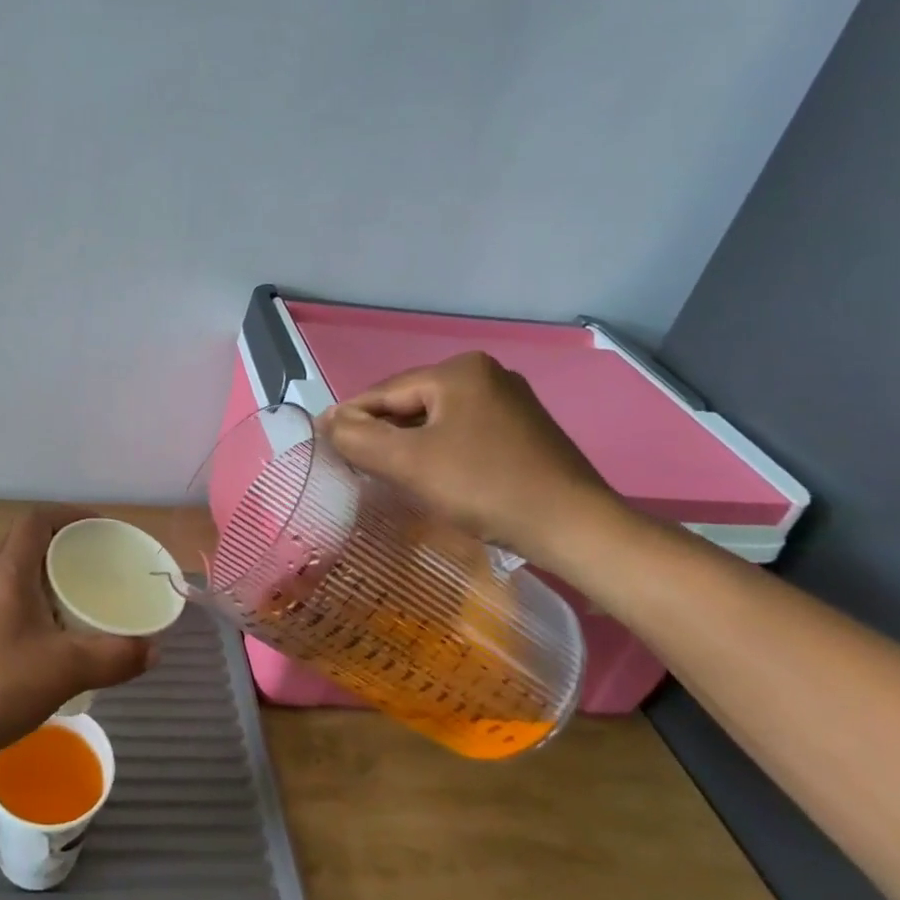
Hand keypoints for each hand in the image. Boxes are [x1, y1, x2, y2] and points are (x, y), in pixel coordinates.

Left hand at [0, 506, 155, 771]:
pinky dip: (31, 600)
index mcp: (8, 572)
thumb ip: (115, 657)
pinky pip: (4, 598)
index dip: (70, 514)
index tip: (102, 530)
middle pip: (25, 541)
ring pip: (13, 571)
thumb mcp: (66, 671)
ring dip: (45, 573)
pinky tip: (48, 636)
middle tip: (96, 562)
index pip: (37, 519)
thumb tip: (154, 649)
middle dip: (62, 543)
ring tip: (77, 596)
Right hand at [317, 353, 621, 567]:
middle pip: (411, 403)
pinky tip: (432, 475)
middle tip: (353, 463)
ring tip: (386, 472)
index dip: (350, 418)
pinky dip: (439, 451)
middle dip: (382, 432)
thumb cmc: (485, 487)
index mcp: (459, 371)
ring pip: (437, 420)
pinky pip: (463, 433)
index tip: (324, 443)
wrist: (575, 528)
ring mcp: (510, 401)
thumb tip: (328, 422)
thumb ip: (359, 438)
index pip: (385, 392)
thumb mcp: (409, 463)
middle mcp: (486, 374)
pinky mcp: (524, 430)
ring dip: (409, 444)